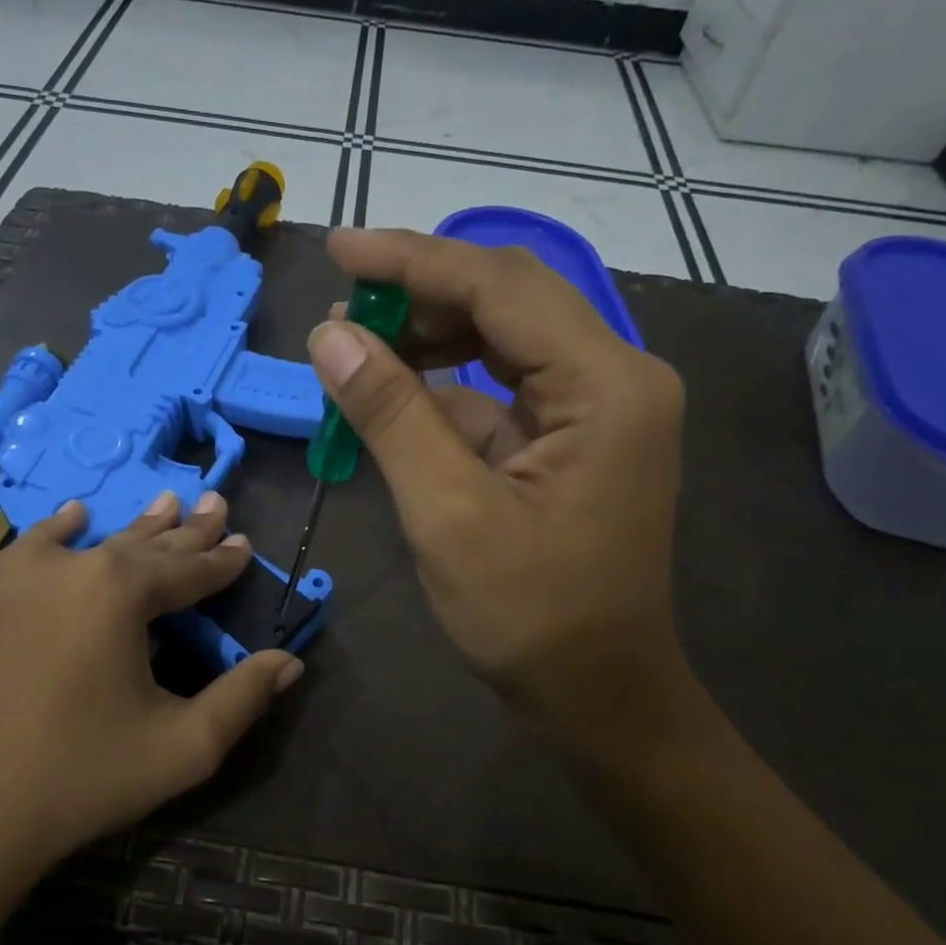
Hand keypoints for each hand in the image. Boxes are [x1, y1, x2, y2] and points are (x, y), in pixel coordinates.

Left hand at [0, 494, 302, 883]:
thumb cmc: (82, 778)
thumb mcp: (183, 748)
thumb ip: (243, 699)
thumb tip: (289, 662)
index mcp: (118, 592)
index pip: (187, 569)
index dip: (221, 559)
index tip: (244, 543)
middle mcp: (65, 567)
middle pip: (139, 544)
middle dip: (183, 529)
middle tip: (211, 502)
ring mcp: (8, 579)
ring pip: (84, 540)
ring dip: (126, 527)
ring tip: (159, 502)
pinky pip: (25, 553)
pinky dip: (55, 536)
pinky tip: (69, 521)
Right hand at [308, 227, 690, 745]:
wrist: (596, 694)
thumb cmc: (530, 616)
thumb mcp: (448, 513)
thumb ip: (391, 414)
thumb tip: (329, 336)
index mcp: (606, 386)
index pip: (500, 288)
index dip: (413, 262)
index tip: (338, 250)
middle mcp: (615, 378)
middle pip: (509, 300)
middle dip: (421, 294)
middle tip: (340, 305)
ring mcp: (598, 408)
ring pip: (503, 340)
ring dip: (430, 337)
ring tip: (357, 345)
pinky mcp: (574, 437)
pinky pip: (502, 389)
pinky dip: (445, 386)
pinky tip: (394, 392)